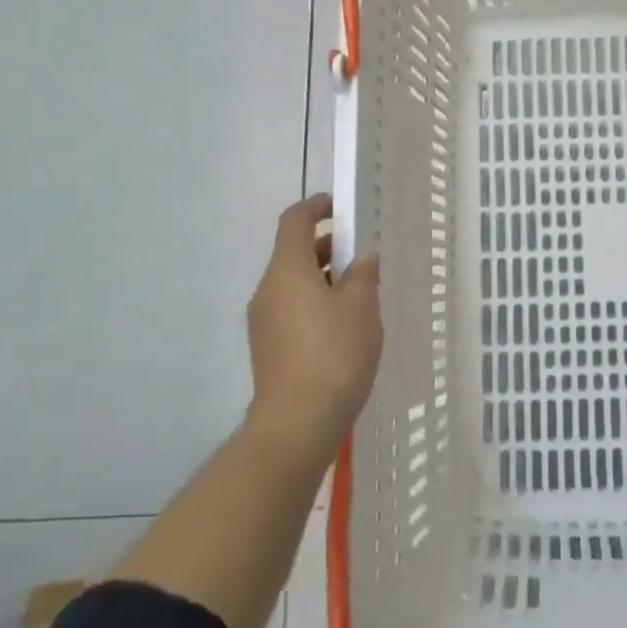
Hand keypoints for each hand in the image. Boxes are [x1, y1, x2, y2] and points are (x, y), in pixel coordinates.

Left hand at [244, 195, 381, 474]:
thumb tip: (363, 257)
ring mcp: (263, 320)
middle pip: (293, 253)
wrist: (297, 421)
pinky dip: (314, 302)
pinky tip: (341, 325)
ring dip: (323, 277)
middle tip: (361, 255)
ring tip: (358, 293)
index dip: (315, 207)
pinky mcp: (267, 346)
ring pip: (293, 283)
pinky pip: (291, 308)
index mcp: (287, 270)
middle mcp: (268, 289)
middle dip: (326, 246)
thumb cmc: (333, 353)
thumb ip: (363, 274)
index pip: (294, 221)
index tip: (338, 206)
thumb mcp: (361, 307)